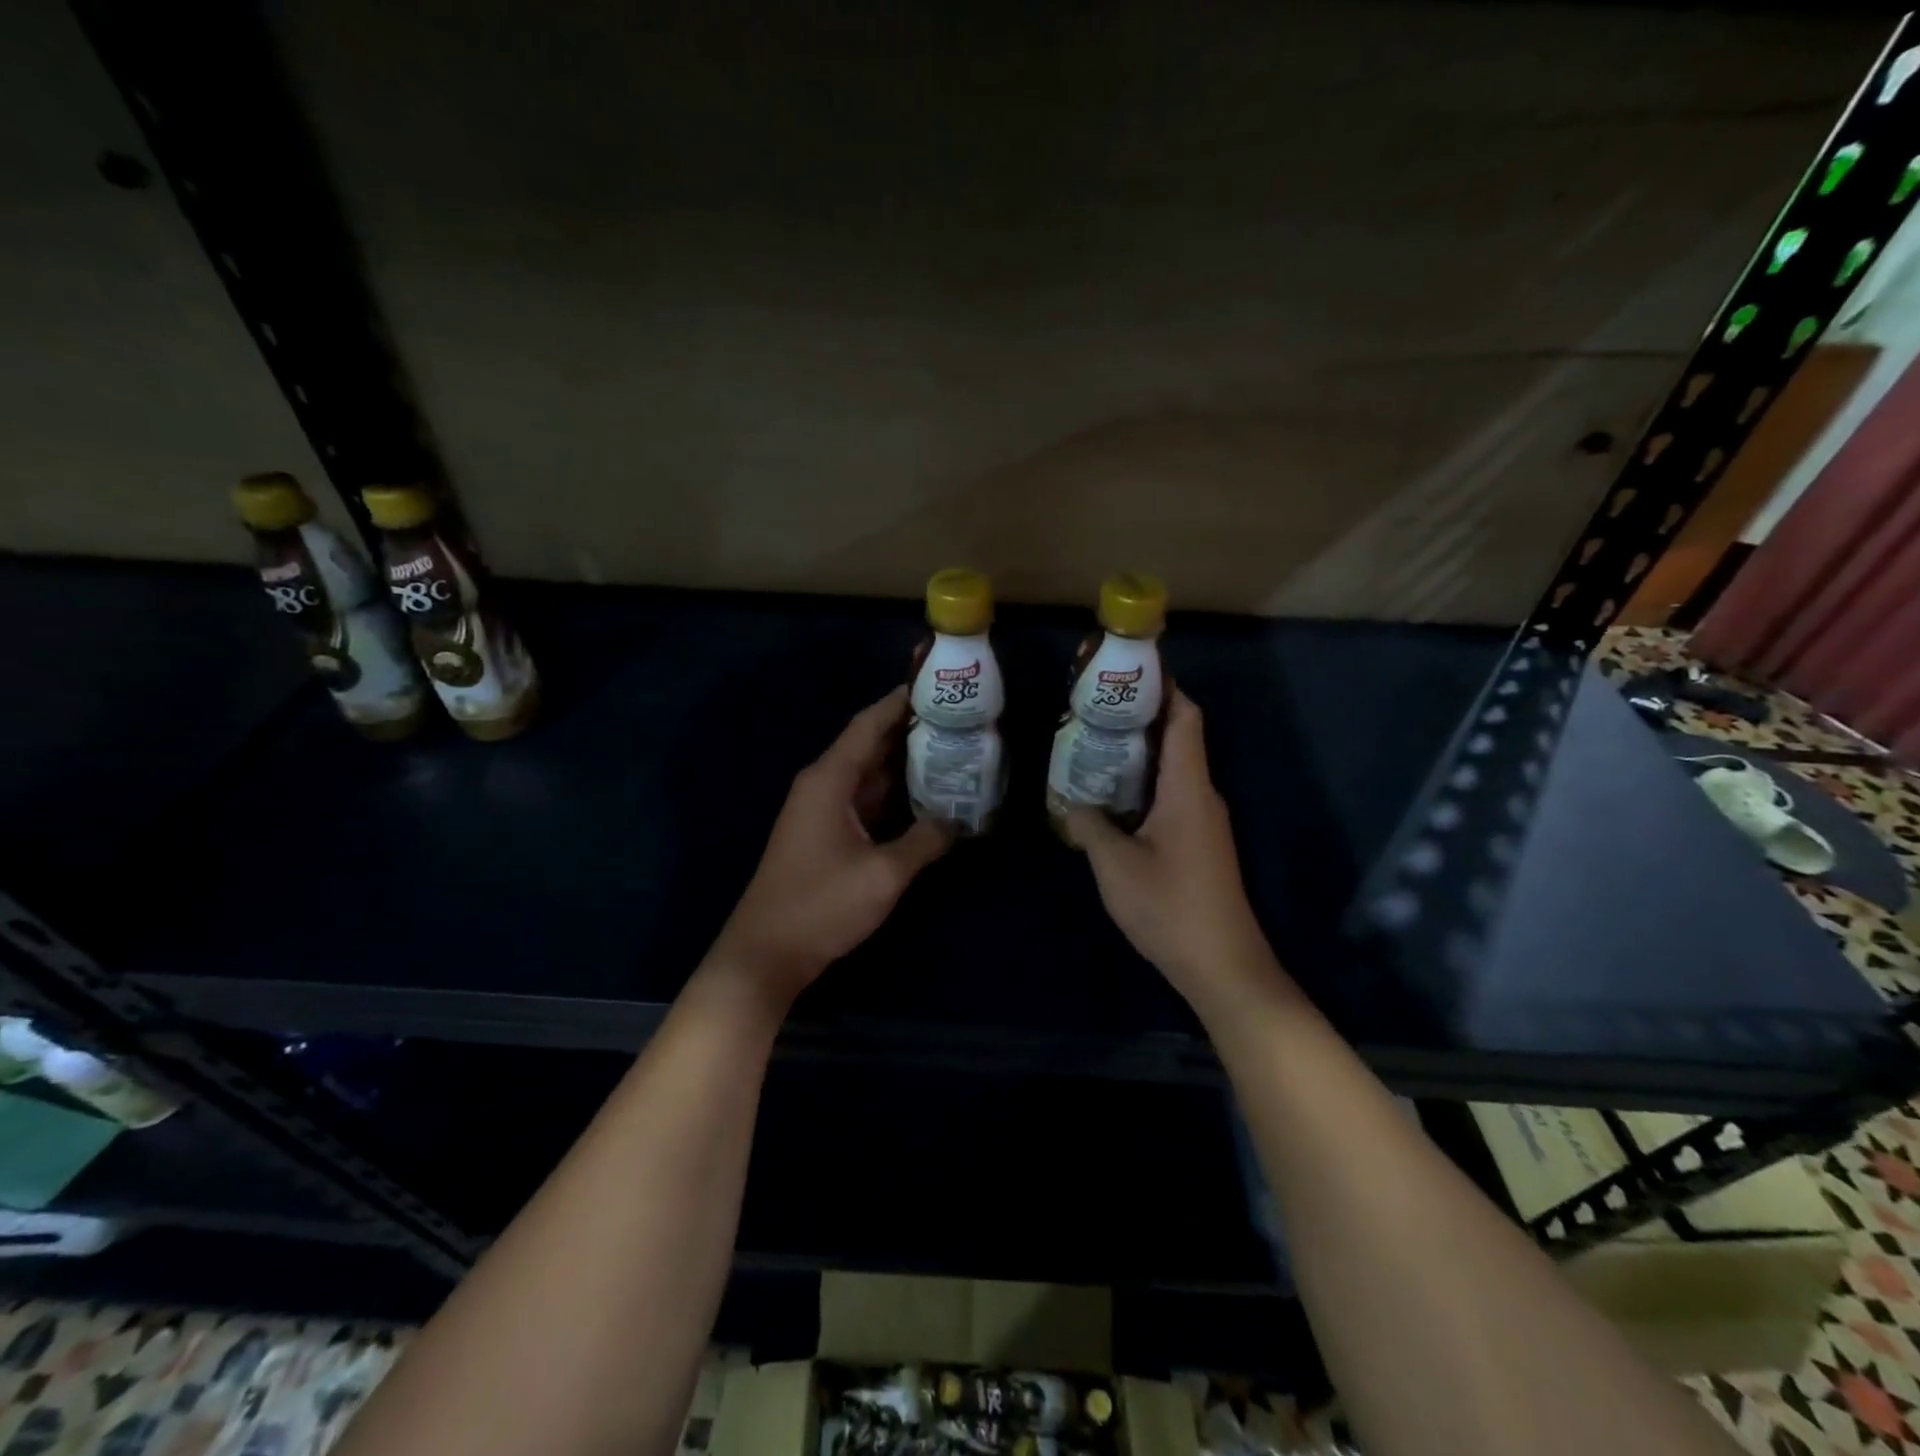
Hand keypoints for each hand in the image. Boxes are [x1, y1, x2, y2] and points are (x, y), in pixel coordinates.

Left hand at [710, 687, 949, 1009]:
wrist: (766, 953)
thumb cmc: (821, 905)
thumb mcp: (883, 874)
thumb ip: (924, 841)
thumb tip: (957, 820)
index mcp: (830, 779)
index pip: (869, 724)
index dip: (901, 702)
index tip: (936, 685)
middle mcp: (823, 785)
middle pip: (871, 746)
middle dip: (912, 731)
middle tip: (958, 720)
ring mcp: (822, 810)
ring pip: (870, 775)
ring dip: (906, 765)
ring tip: (953, 751)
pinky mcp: (825, 834)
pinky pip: (864, 801)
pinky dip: (894, 795)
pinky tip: (927, 797)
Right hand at [1067, 691, 1289, 1021]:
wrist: (1223, 966)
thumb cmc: (1170, 908)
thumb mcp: (1116, 866)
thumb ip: (1090, 826)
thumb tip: (1070, 800)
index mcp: (1188, 789)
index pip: (1185, 718)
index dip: (1164, 687)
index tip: (1128, 670)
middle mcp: (1202, 795)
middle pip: (1178, 737)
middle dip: (1140, 715)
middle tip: (1093, 706)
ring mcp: (1203, 820)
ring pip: (1173, 768)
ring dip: (1139, 751)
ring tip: (1093, 741)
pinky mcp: (1198, 842)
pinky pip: (1171, 795)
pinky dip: (1143, 782)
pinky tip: (1111, 793)